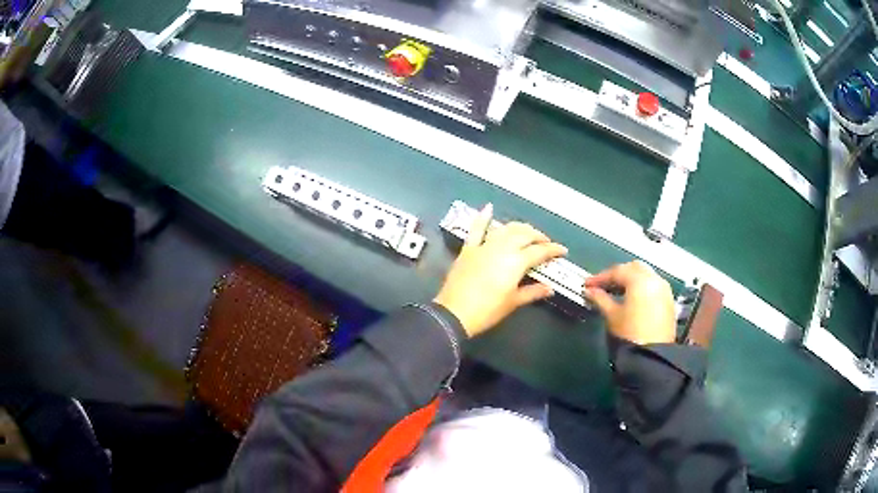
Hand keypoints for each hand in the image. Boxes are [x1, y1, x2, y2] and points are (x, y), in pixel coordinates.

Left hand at [434, 204, 567, 337]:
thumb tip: (550, 288)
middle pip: (524, 235)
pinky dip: (483, 218)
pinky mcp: (468, 249)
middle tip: (546, 243)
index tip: (562, 251)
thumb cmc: (487, 311)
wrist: (455, 313)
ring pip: (506, 229)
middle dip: (538, 236)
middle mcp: (502, 248)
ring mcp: (484, 246)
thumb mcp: (513, 302)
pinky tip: (489, 208)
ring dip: (519, 228)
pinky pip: (476, 230)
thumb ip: (533, 292)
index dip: (553, 250)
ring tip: (528, 232)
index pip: (539, 251)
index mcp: (516, 262)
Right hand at [583, 261, 674, 344]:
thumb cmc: (630, 334)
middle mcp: (655, 279)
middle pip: (633, 268)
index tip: (587, 285)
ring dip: (630, 280)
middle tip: (602, 285)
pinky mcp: (668, 301)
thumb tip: (589, 291)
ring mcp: (664, 289)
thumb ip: (600, 299)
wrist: (653, 356)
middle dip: (617, 274)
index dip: (600, 277)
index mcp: (640, 280)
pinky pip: (652, 286)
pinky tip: (631, 299)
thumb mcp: (612, 315)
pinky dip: (641, 288)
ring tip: (615, 292)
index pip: (617, 271)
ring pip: (645, 276)